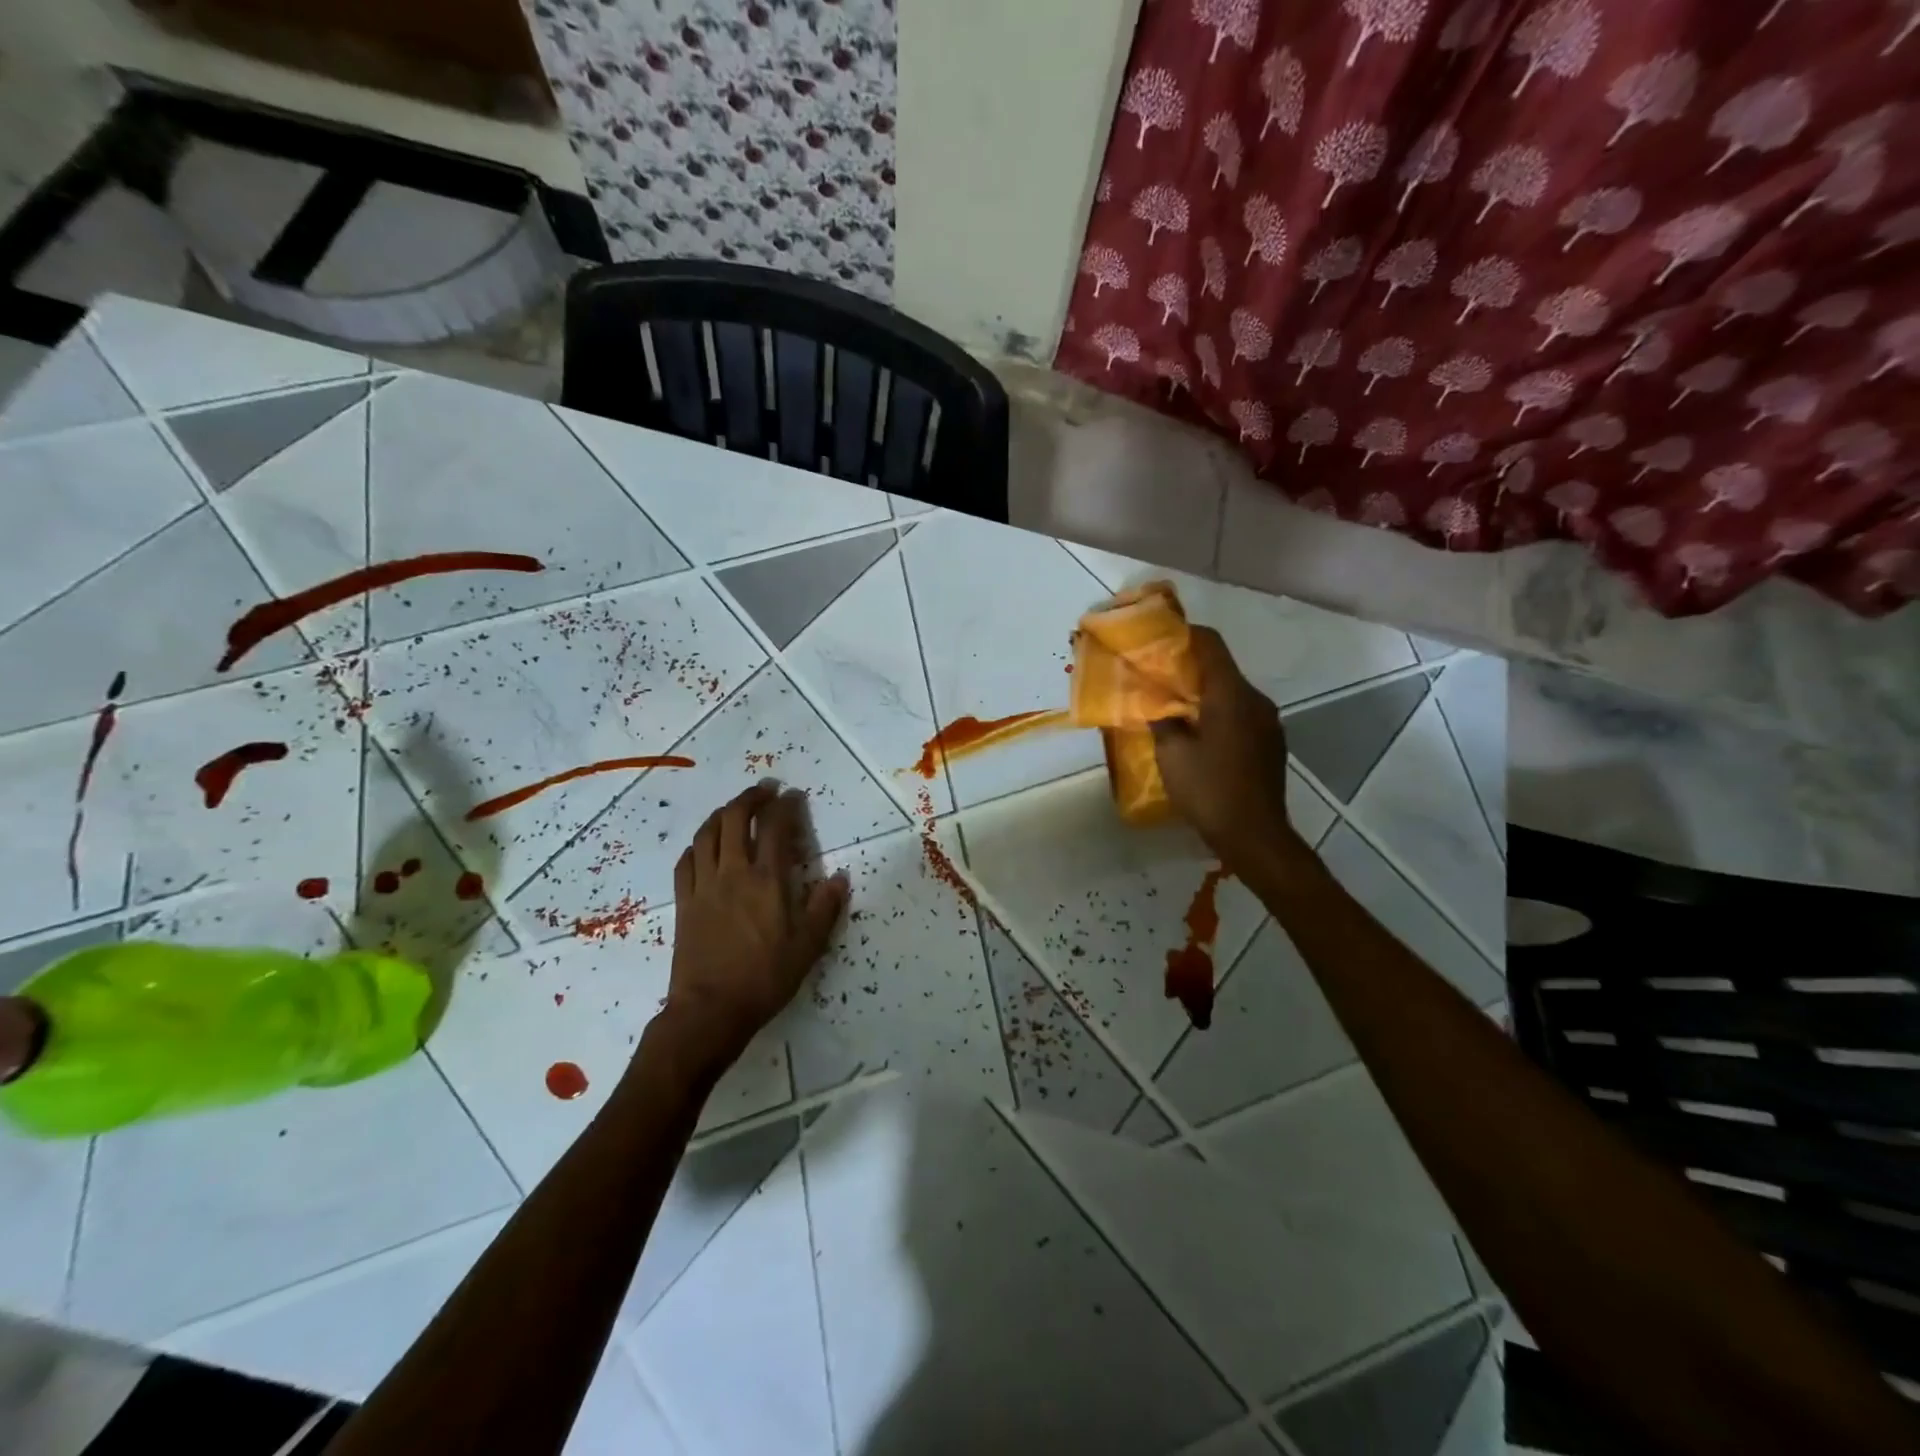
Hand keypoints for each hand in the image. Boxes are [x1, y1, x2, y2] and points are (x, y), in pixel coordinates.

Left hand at [661, 783, 848, 1068]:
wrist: (710, 1010)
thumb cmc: (765, 978)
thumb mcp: (808, 947)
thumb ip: (825, 908)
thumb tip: (841, 877)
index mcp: (767, 880)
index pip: (776, 827)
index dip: (785, 805)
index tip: (793, 795)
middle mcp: (733, 873)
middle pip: (735, 818)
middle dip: (751, 797)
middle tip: (765, 790)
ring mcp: (704, 886)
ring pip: (707, 834)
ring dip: (722, 813)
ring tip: (735, 809)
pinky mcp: (684, 902)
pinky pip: (686, 861)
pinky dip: (698, 844)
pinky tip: (705, 845)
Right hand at [1151, 627, 1298, 866]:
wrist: (1255, 835)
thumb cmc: (1210, 791)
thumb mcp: (1172, 755)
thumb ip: (1163, 721)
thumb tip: (1159, 705)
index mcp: (1231, 695)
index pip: (1211, 645)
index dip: (1185, 634)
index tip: (1160, 636)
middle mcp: (1255, 700)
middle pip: (1221, 668)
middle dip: (1189, 668)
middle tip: (1157, 676)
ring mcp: (1268, 722)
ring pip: (1231, 693)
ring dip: (1204, 694)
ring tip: (1174, 707)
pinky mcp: (1270, 742)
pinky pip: (1241, 715)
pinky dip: (1218, 714)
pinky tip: (1198, 735)